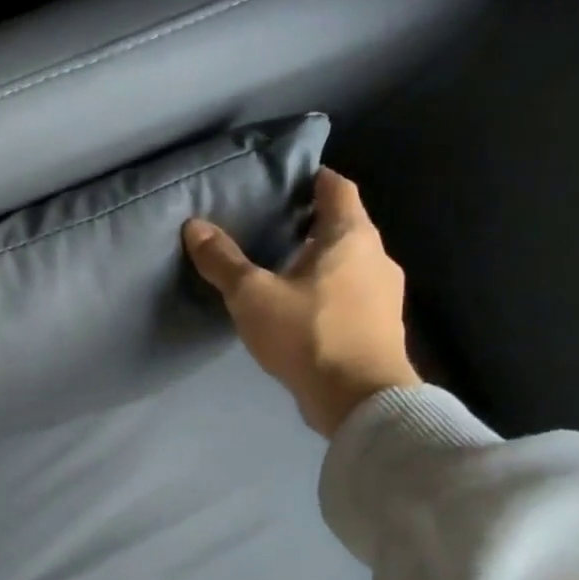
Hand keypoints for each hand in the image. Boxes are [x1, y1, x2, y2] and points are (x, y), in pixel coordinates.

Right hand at [184, 168, 420, 437]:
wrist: (361, 400)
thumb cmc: (308, 334)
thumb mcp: (252, 295)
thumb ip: (223, 260)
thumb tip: (194, 226)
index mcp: (351, 236)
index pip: (337, 188)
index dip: (312, 179)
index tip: (284, 181)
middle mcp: (376, 256)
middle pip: (343, 225)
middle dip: (309, 222)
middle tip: (269, 224)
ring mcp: (384, 293)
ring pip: (348, 261)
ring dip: (318, 258)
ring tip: (278, 266)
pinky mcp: (380, 325)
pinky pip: (350, 291)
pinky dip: (326, 288)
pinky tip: (298, 305)